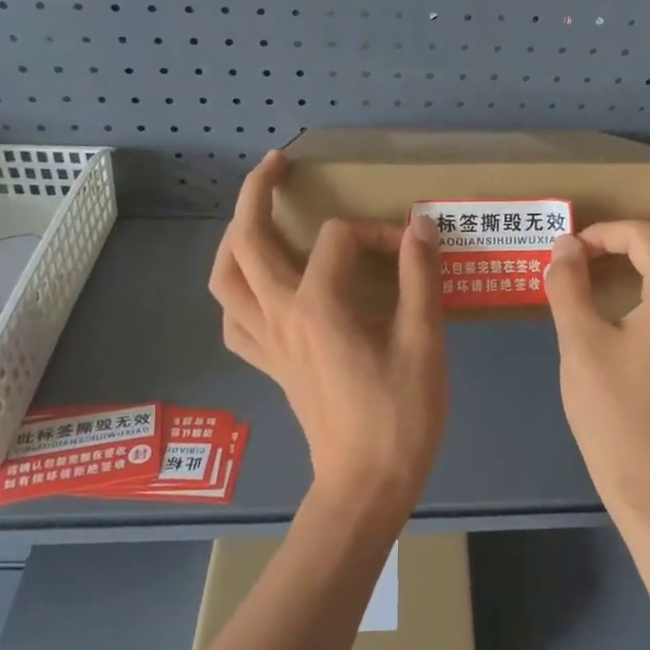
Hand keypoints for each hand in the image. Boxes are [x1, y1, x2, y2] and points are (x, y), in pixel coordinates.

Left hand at [209, 150, 448, 516]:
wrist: (366, 484)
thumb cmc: (400, 414)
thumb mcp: (423, 341)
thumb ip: (419, 276)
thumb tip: (420, 225)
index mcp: (318, 305)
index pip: (340, 239)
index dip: (378, 233)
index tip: (410, 250)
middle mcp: (279, 315)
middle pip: (247, 241)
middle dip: (257, 193)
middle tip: (277, 165)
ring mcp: (267, 342)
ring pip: (225, 280)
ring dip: (234, 239)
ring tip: (255, 218)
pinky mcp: (269, 366)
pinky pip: (234, 322)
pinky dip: (238, 295)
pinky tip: (257, 290)